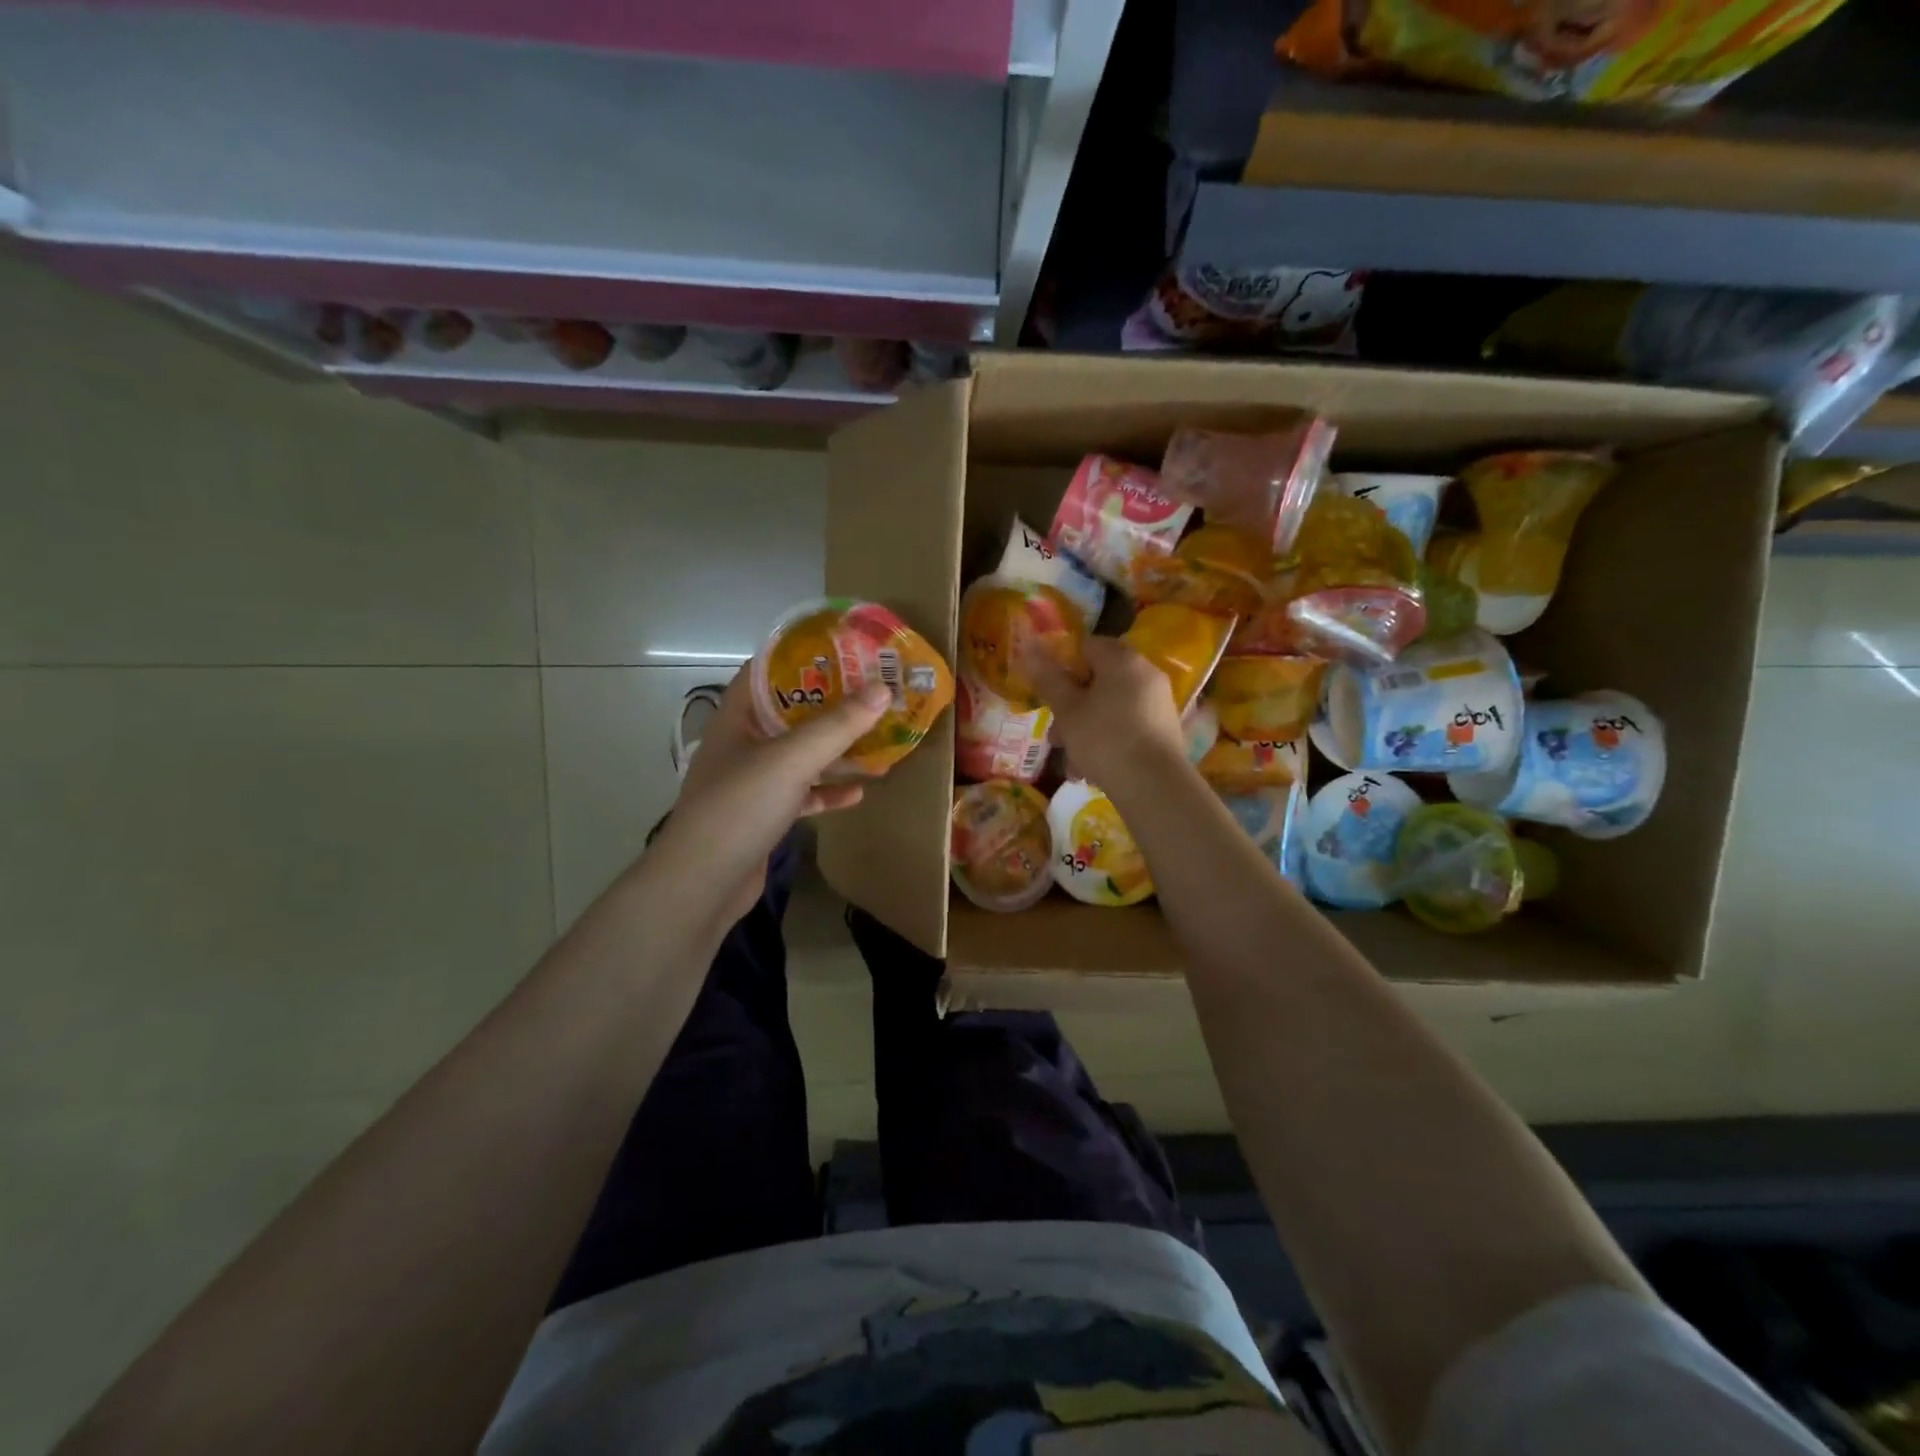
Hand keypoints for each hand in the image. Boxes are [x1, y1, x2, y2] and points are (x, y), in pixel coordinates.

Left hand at [663, 670, 890, 922]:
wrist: (703, 884)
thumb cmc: (740, 807)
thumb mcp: (791, 759)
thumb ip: (837, 726)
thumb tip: (882, 688)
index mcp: (736, 718)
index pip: (765, 672)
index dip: (800, 657)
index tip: (842, 649)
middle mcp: (742, 744)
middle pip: (790, 714)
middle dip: (830, 704)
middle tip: (872, 691)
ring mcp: (752, 782)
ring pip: (800, 755)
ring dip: (835, 749)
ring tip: (876, 738)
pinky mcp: (764, 815)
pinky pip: (802, 793)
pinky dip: (828, 791)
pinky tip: (859, 792)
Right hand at [1026, 635, 1188, 791]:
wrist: (1154, 785)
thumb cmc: (1104, 738)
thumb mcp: (1067, 710)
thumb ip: (1048, 679)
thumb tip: (1029, 649)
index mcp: (1122, 660)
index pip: (1087, 645)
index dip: (1063, 665)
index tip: (1049, 692)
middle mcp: (1146, 673)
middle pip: (1099, 680)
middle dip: (1072, 706)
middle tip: (1055, 734)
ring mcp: (1158, 702)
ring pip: (1111, 707)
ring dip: (1086, 729)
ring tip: (1071, 761)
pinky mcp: (1164, 729)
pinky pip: (1127, 726)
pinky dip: (1108, 740)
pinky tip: (1092, 769)